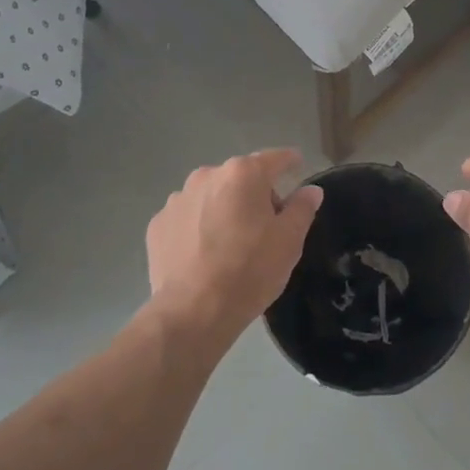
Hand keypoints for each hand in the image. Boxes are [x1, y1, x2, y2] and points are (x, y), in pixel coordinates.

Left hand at [146, 149, 322, 339]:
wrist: (193, 311)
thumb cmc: (250, 270)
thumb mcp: (289, 241)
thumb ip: (302, 208)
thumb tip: (311, 190)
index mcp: (243, 174)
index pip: (274, 159)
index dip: (289, 161)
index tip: (297, 164)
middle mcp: (207, 176)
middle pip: (240, 178)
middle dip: (254, 194)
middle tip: (266, 225)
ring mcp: (177, 199)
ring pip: (211, 196)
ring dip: (223, 209)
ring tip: (230, 243)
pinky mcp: (158, 224)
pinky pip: (187, 218)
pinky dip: (197, 227)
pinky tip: (203, 254)